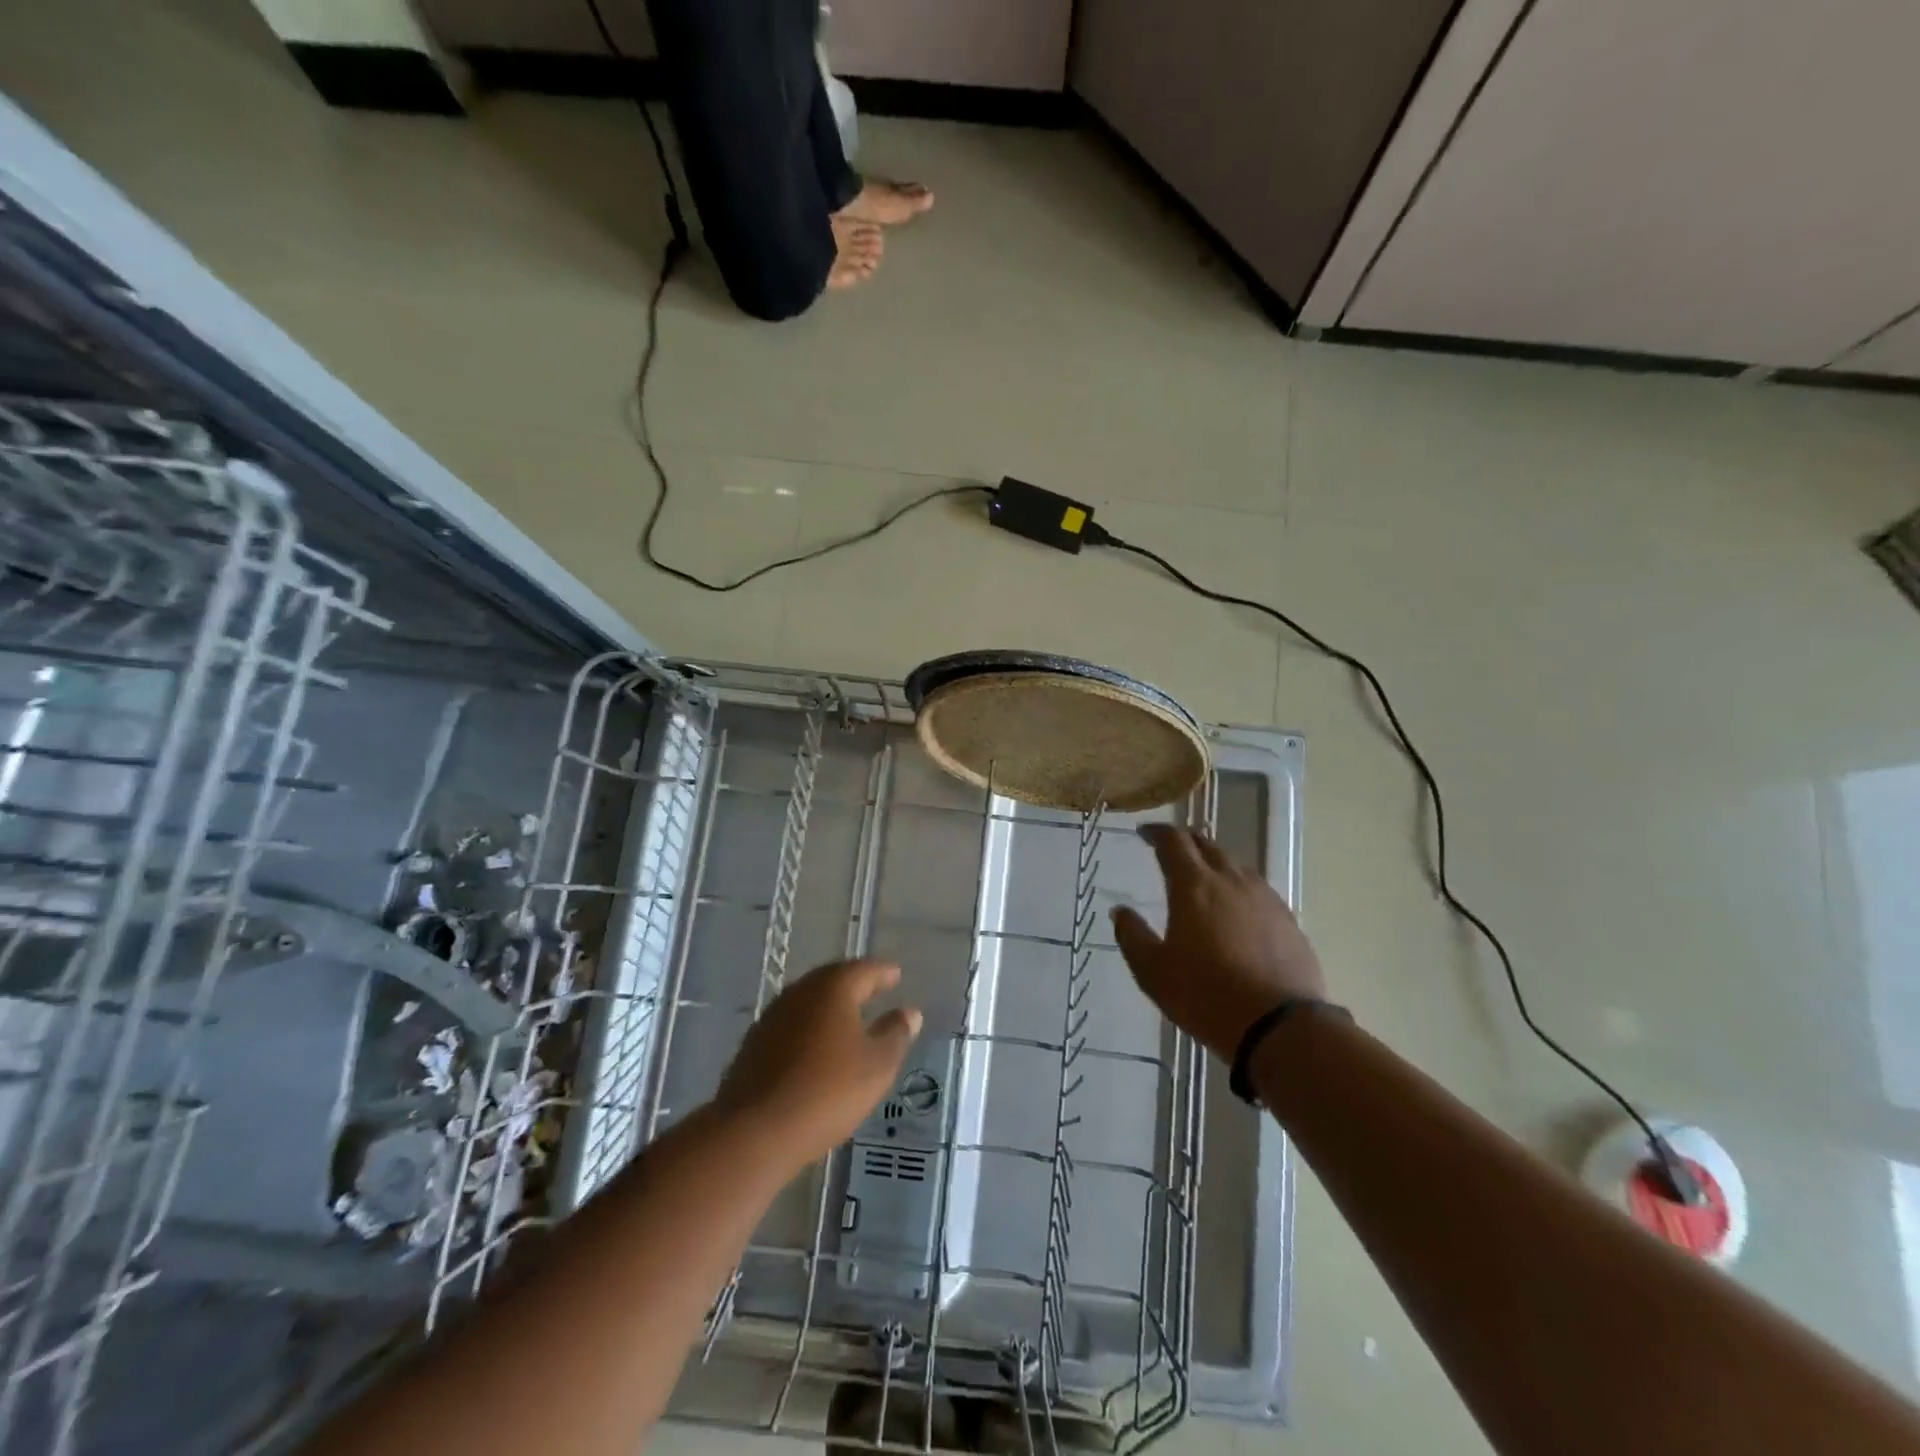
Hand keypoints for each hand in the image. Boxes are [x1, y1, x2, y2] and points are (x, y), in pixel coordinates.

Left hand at [714, 959, 922, 1171]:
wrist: (755, 1131)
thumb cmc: (827, 1091)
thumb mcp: (876, 1066)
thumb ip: (895, 1035)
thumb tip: (910, 1012)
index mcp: (833, 988)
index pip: (864, 969)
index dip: (883, 972)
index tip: (896, 974)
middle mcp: (800, 992)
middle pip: (833, 980)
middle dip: (855, 984)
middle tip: (874, 990)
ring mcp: (773, 1016)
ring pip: (809, 1001)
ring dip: (830, 1006)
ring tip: (849, 1018)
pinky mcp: (754, 1043)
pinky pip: (792, 1024)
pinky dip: (810, 1027)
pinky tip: (817, 1046)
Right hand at [1111, 825, 1327, 1062]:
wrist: (1280, 1027)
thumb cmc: (1205, 996)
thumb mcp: (1153, 972)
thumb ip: (1132, 936)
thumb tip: (1120, 911)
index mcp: (1193, 886)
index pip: (1173, 842)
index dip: (1157, 833)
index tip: (1144, 833)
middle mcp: (1230, 881)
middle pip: (1207, 845)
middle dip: (1186, 841)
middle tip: (1171, 849)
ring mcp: (1263, 898)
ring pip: (1235, 864)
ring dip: (1214, 861)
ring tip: (1203, 874)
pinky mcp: (1287, 919)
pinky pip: (1257, 888)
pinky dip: (1239, 885)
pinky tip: (1237, 904)